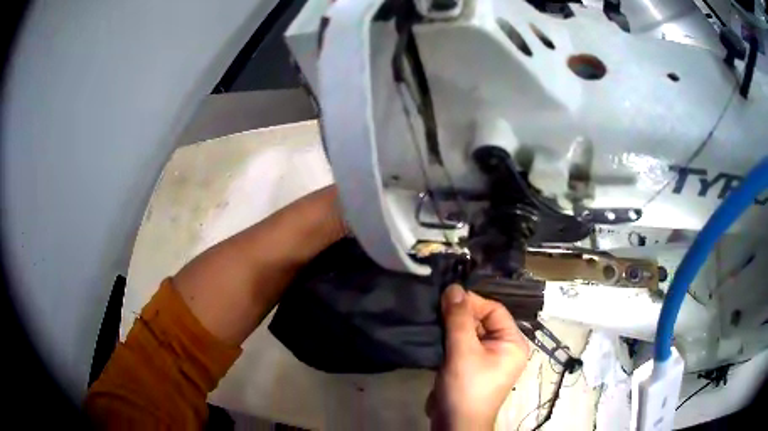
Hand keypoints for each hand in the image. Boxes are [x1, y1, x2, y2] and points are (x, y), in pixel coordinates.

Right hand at [427, 284, 529, 429]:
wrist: (455, 424)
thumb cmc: (466, 388)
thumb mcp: (463, 352)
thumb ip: (458, 319)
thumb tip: (453, 287)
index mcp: (513, 343)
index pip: (494, 310)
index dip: (471, 302)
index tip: (446, 296)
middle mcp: (504, 348)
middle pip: (482, 320)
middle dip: (460, 314)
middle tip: (436, 306)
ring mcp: (488, 358)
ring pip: (470, 332)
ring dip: (452, 326)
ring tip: (433, 318)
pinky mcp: (472, 366)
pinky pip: (463, 345)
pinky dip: (450, 339)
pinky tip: (434, 334)